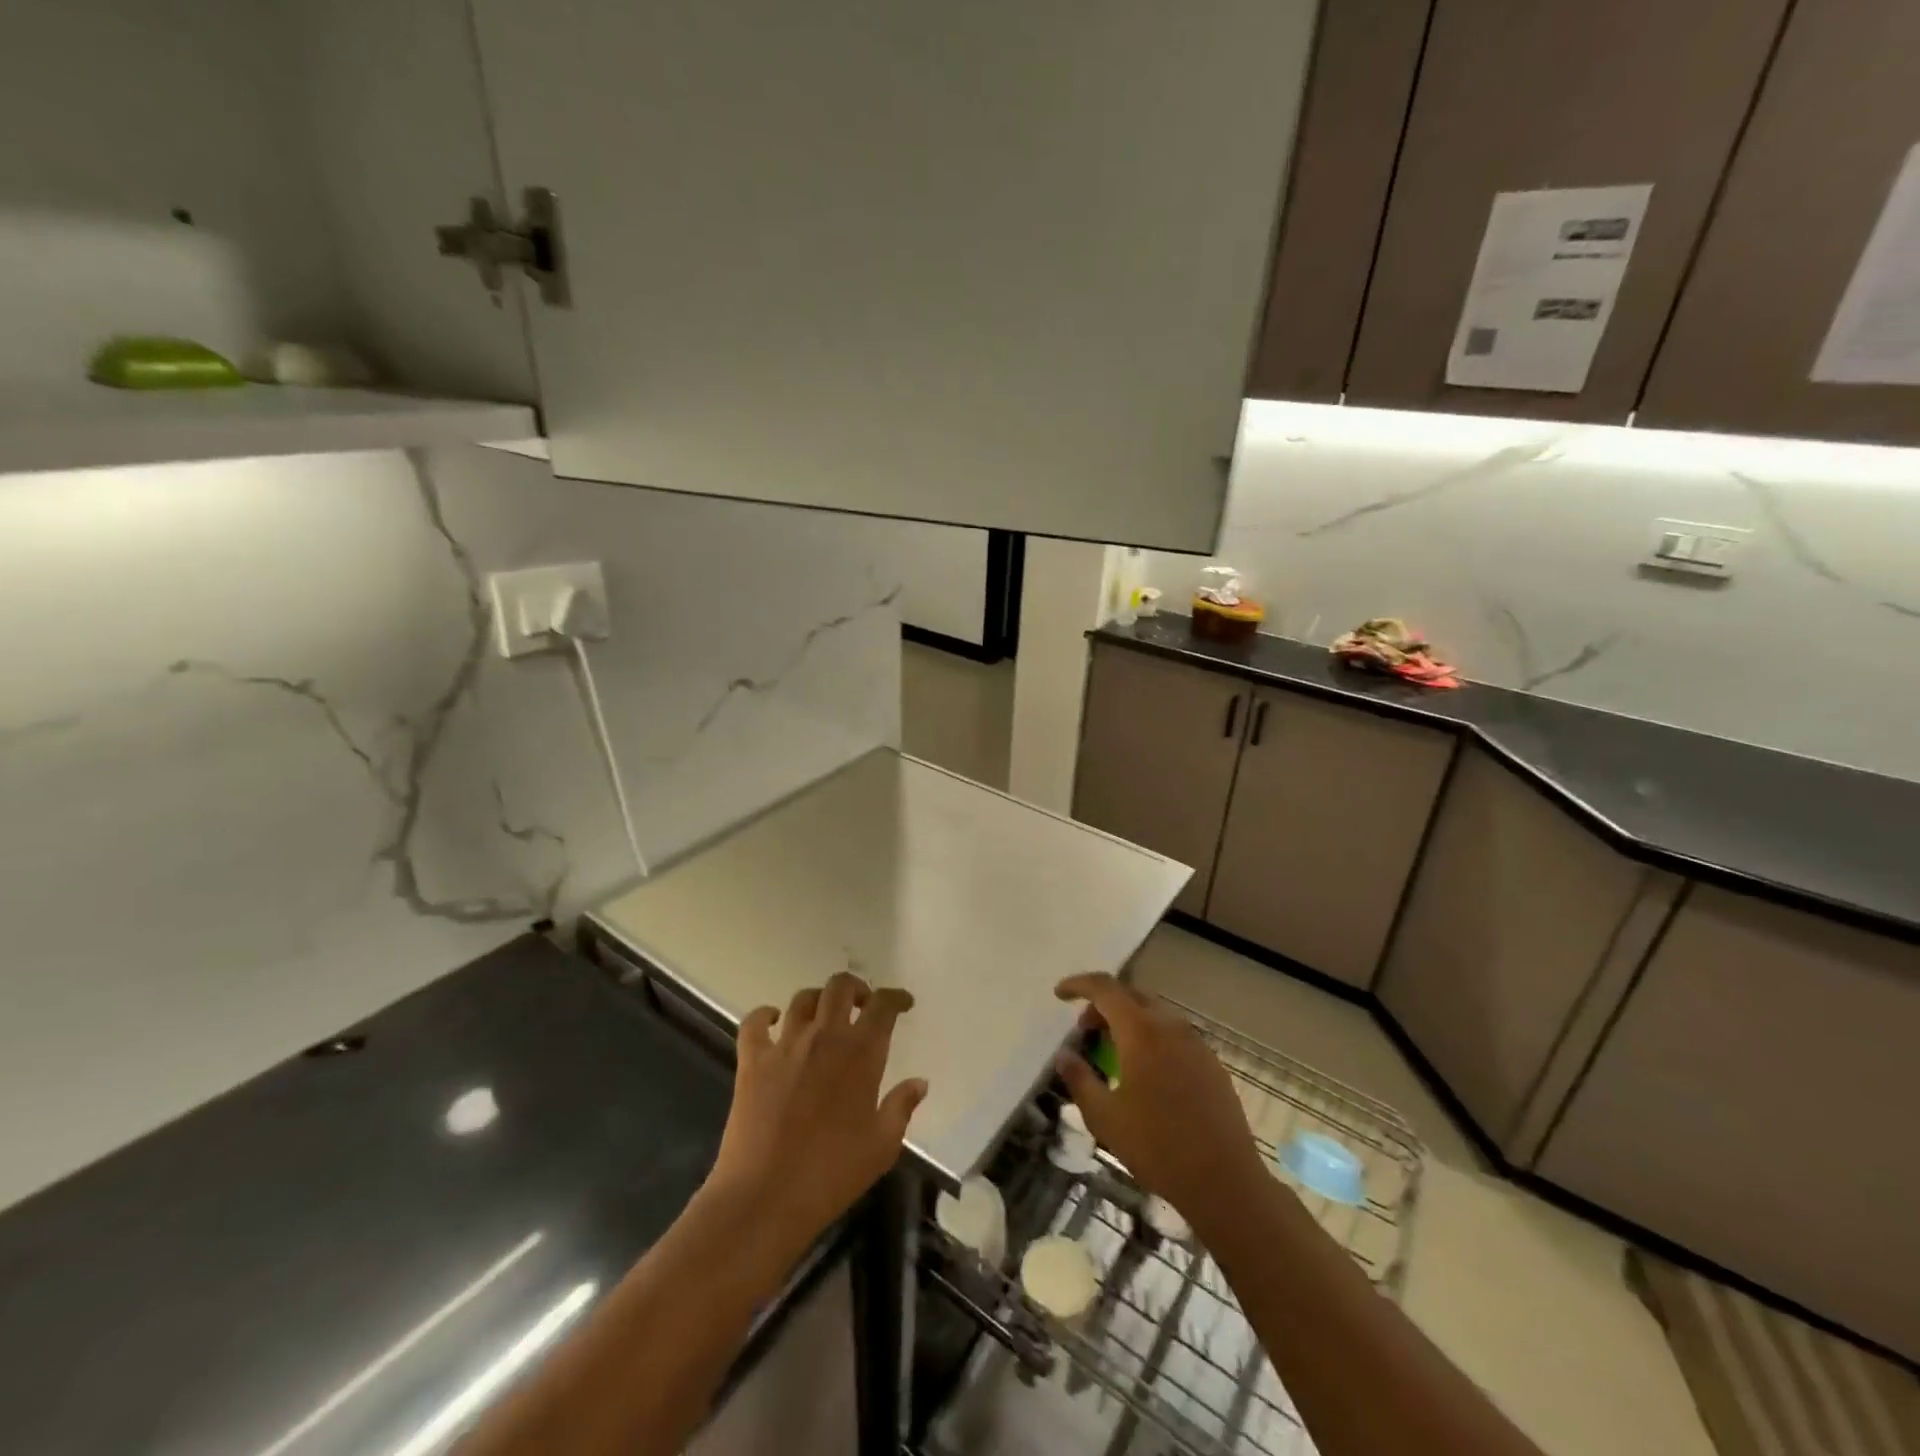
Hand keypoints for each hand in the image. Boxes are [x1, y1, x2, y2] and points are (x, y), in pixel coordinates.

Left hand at [704, 972, 927, 1256]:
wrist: (765, 1197)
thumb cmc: (832, 1174)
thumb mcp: (881, 1146)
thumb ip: (901, 1107)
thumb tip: (919, 1082)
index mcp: (861, 1053)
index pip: (883, 1006)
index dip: (896, 997)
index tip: (904, 1003)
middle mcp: (824, 1036)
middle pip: (840, 987)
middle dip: (856, 988)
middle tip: (863, 1005)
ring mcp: (785, 1045)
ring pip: (803, 999)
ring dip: (818, 1000)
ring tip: (824, 1016)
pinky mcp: (752, 1060)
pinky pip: (755, 1022)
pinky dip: (765, 1015)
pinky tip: (774, 1021)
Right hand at [1054, 973, 1267, 1228]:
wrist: (1225, 1182)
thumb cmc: (1157, 1148)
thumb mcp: (1105, 1117)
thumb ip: (1080, 1080)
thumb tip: (1064, 1055)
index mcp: (1141, 1031)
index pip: (1105, 988)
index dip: (1079, 984)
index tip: (1060, 994)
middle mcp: (1170, 1026)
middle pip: (1131, 996)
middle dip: (1103, 1005)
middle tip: (1085, 1031)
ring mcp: (1196, 1043)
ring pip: (1154, 1014)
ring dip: (1128, 1021)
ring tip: (1113, 1052)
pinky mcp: (1212, 1063)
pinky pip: (1174, 1035)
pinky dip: (1152, 1038)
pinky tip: (1147, 1073)